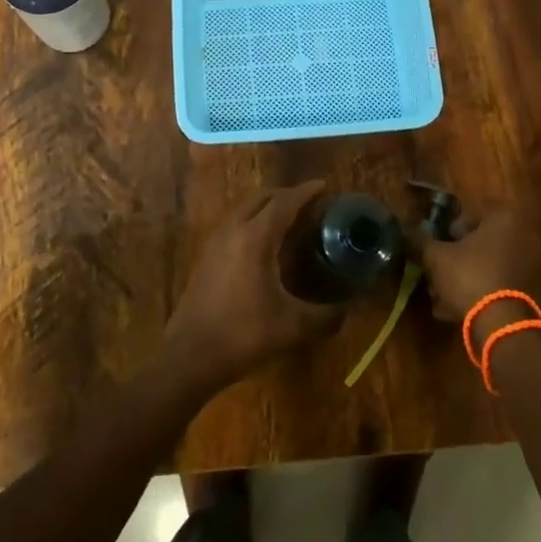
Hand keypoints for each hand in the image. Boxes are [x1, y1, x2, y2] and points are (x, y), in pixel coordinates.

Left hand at [163, 181, 340, 391]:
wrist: (191, 356)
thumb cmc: (244, 334)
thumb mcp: (293, 326)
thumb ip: (326, 315)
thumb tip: (349, 310)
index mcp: (255, 237)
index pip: (283, 202)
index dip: (305, 192)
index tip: (323, 186)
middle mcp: (233, 230)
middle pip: (260, 197)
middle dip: (285, 194)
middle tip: (307, 202)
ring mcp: (215, 241)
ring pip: (243, 207)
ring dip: (265, 204)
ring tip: (286, 216)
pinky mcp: (206, 255)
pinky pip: (232, 221)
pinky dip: (251, 217)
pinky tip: (261, 240)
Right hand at [421, 206, 540, 323]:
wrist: (499, 323)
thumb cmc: (468, 275)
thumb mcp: (436, 256)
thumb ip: (421, 240)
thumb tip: (408, 230)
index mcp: (503, 218)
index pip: (470, 213)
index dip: (449, 228)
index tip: (437, 243)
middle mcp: (522, 235)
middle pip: (481, 240)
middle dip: (458, 254)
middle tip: (438, 268)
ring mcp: (529, 264)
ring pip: (488, 264)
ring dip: (465, 275)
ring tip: (441, 294)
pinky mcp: (529, 290)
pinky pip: (497, 283)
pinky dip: (478, 291)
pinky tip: (454, 308)